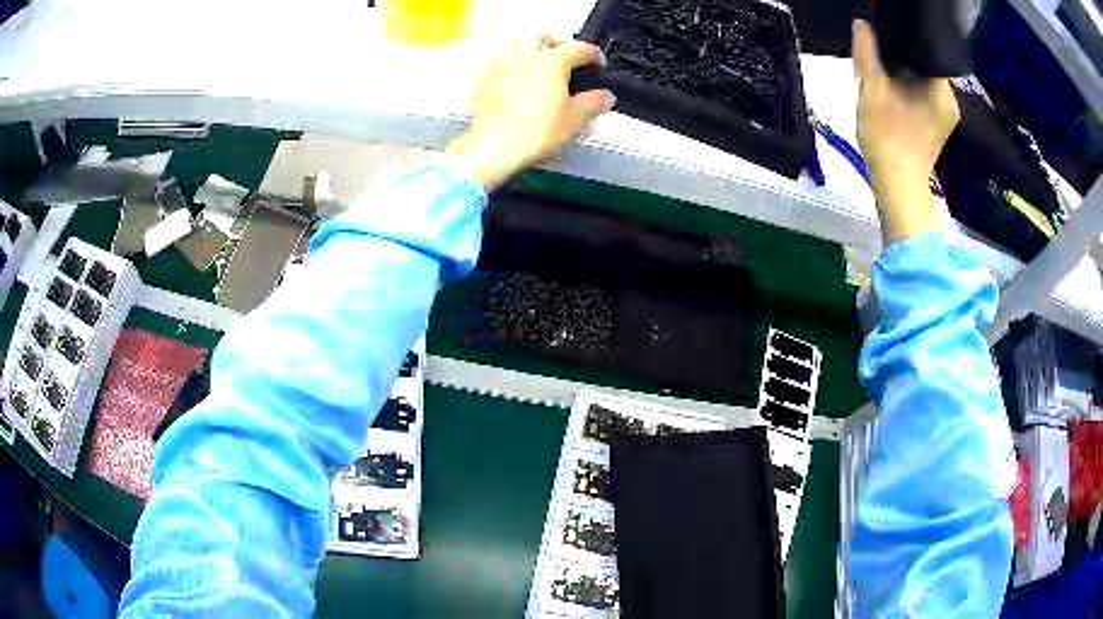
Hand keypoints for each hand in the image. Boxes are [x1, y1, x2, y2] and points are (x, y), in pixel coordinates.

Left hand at [446, 37, 615, 190]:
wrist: (491, 147)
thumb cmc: (536, 131)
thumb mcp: (574, 120)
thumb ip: (593, 103)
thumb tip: (606, 96)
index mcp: (553, 60)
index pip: (580, 48)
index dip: (595, 55)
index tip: (600, 65)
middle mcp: (526, 54)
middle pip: (546, 37)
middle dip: (560, 45)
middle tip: (569, 61)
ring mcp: (502, 64)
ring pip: (521, 46)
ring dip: (535, 52)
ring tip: (542, 70)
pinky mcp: (486, 79)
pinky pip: (505, 63)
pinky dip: (516, 67)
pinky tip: (520, 85)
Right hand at [853, 19, 959, 243]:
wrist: (898, 188)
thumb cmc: (888, 139)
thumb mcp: (872, 89)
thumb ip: (867, 53)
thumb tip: (862, 23)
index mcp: (941, 89)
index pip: (924, 48)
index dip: (902, 38)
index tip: (883, 36)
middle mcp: (949, 99)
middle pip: (923, 63)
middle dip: (901, 56)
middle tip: (878, 54)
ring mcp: (945, 114)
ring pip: (921, 79)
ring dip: (902, 73)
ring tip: (882, 71)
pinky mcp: (937, 125)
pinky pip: (922, 95)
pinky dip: (907, 89)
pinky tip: (892, 92)